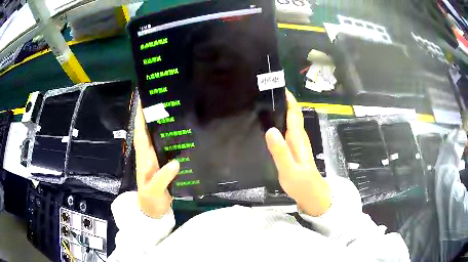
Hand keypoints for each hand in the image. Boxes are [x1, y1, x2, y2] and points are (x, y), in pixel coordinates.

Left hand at [134, 101, 179, 218]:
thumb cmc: (150, 201)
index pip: (140, 134)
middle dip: (151, 115)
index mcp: (144, 158)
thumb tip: (176, 162)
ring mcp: (155, 160)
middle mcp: (148, 155)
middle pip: (147, 131)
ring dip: (159, 124)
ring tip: (171, 110)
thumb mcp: (154, 191)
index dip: (140, 117)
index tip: (143, 100)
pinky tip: (179, 133)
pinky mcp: (163, 165)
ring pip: (156, 138)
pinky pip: (165, 147)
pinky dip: (169, 138)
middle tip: (162, 99)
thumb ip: (163, 178)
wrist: (152, 212)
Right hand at [265, 90, 330, 216]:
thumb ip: (280, 151)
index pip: (294, 113)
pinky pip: (288, 130)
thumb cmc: (301, 183)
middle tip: (266, 92)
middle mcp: (299, 137)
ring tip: (267, 104)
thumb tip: (270, 130)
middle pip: (293, 114)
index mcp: (298, 139)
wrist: (311, 195)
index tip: (278, 86)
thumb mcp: (289, 169)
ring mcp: (298, 143)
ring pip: (291, 121)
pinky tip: (272, 124)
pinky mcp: (295, 149)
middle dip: (284, 101)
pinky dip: (282, 122)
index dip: (289, 99)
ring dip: (283, 110)